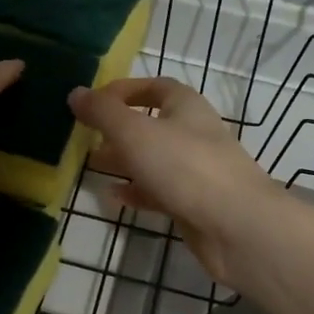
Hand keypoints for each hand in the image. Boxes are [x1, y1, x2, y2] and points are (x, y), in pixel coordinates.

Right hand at [69, 78, 281, 284]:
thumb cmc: (185, 167)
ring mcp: (196, 170)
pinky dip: (137, 191)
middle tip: (86, 138)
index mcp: (185, 106)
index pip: (153, 87)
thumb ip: (103, 112)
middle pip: (151, 124)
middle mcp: (193, 133)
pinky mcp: (195, 203)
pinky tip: (114, 197)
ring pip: (153, 159)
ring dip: (124, 160)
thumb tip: (75, 93)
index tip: (91, 103)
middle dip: (118, 129)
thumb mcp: (135, 132)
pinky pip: (160, 190)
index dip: (122, 91)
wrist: (237, 227)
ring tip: (92, 166)